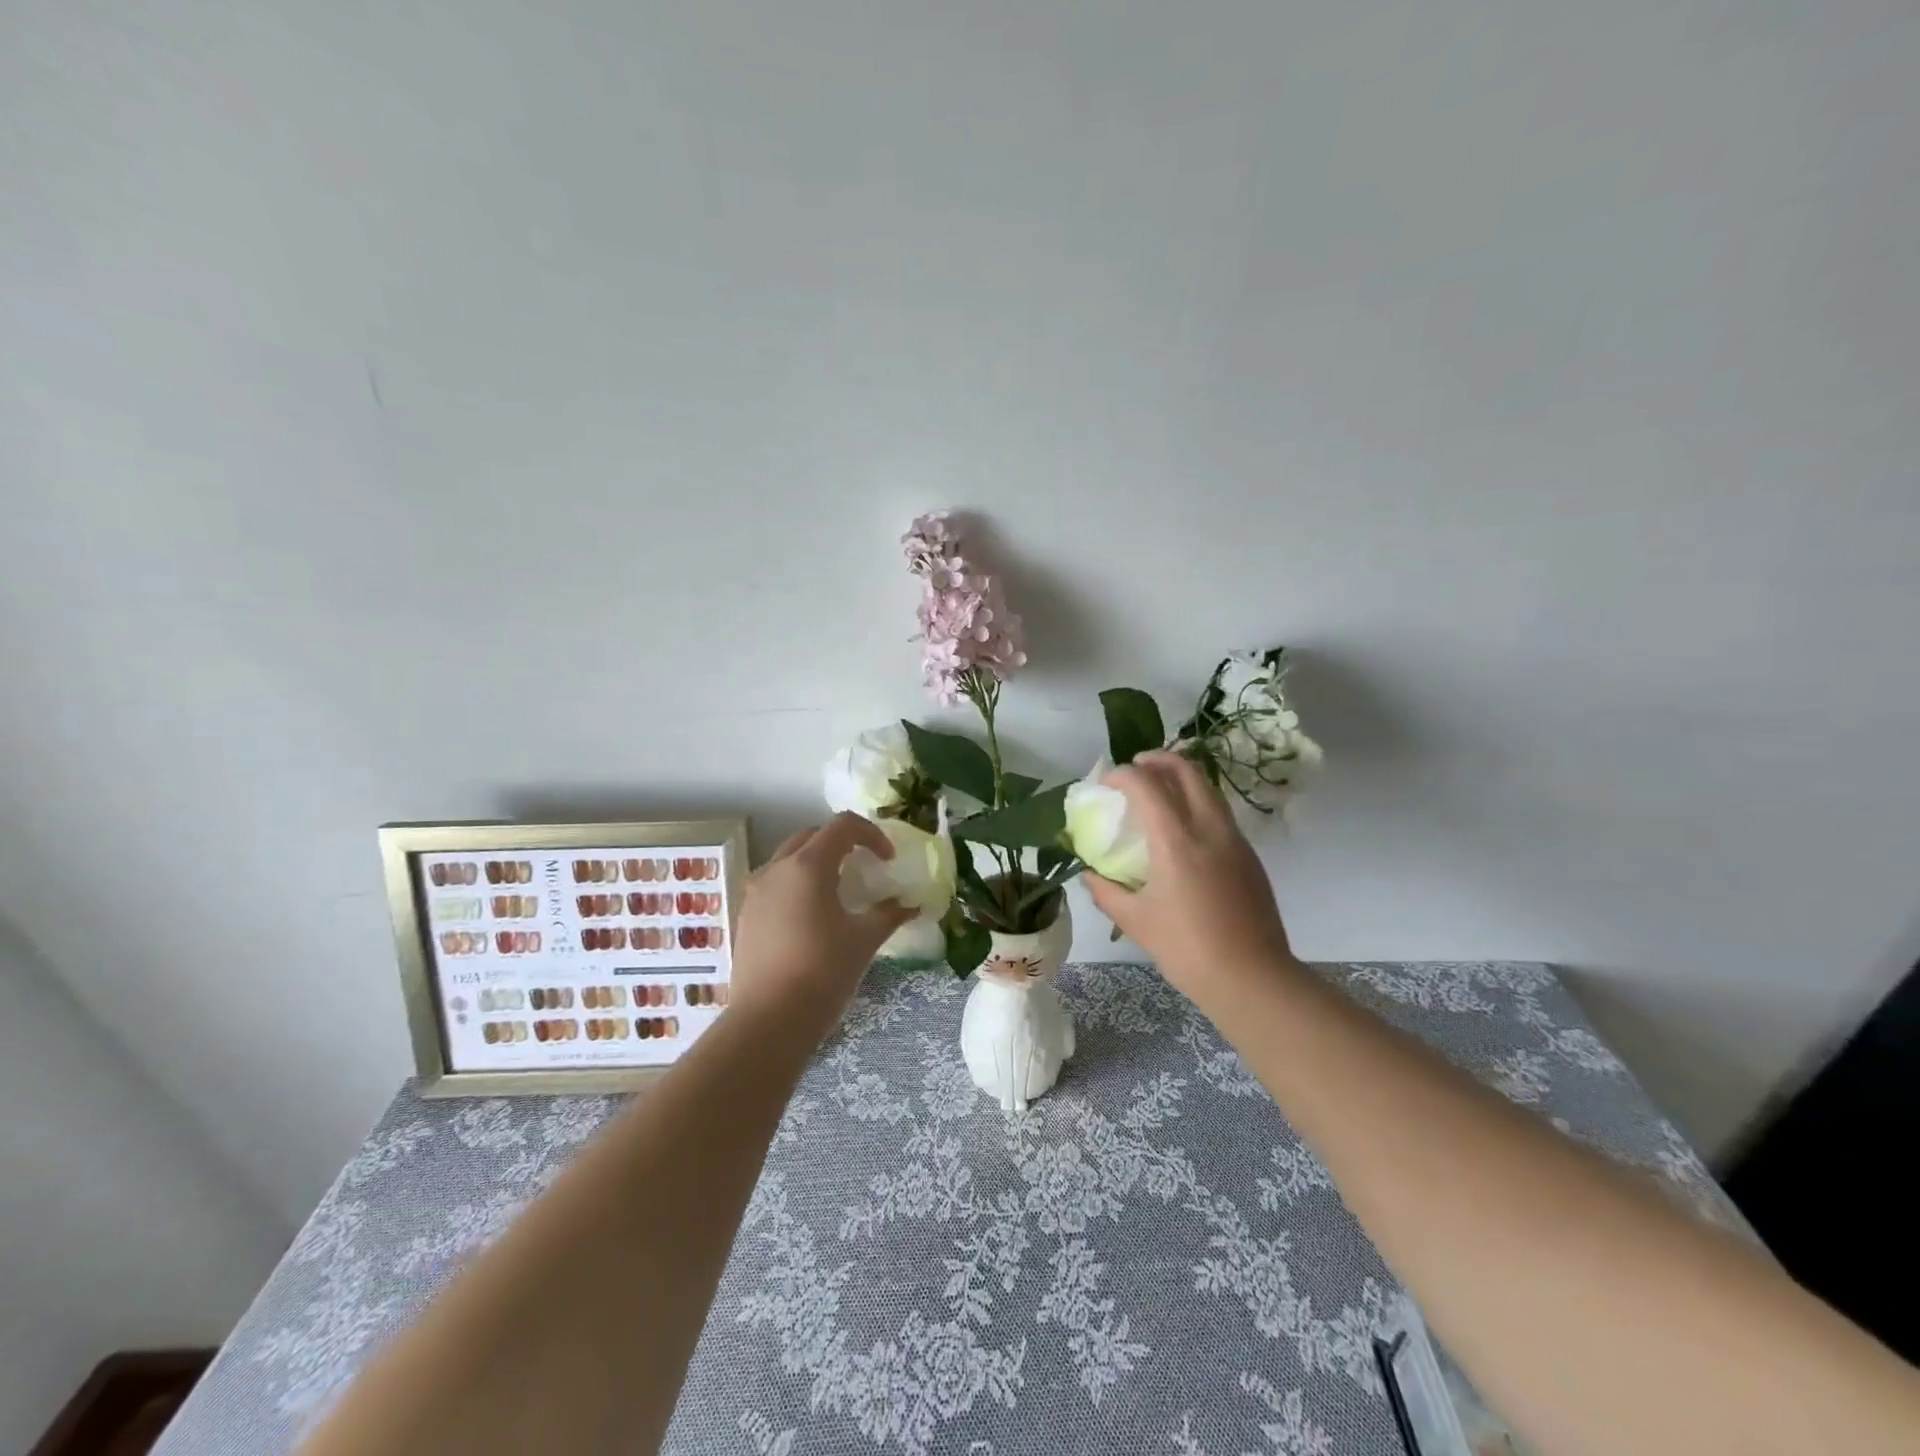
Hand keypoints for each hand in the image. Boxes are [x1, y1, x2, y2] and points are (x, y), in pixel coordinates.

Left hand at [729, 813, 913, 1034]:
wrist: (768, 1022)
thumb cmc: (822, 973)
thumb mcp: (864, 941)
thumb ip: (889, 914)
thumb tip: (910, 904)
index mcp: (807, 866)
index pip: (842, 826)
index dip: (871, 834)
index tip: (887, 860)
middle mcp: (776, 868)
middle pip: (812, 835)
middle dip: (841, 843)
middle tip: (863, 866)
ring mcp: (755, 891)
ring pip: (789, 858)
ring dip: (816, 862)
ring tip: (837, 891)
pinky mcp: (746, 915)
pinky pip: (774, 883)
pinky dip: (797, 884)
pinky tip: (811, 917)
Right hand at [1083, 751, 1298, 1003]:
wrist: (1253, 979)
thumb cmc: (1188, 950)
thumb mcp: (1136, 922)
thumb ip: (1106, 892)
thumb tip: (1088, 874)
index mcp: (1177, 842)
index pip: (1148, 786)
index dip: (1124, 775)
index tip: (1106, 782)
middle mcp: (1210, 830)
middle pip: (1188, 772)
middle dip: (1159, 759)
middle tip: (1137, 766)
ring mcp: (1235, 841)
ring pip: (1209, 789)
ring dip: (1182, 778)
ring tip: (1159, 789)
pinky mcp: (1249, 856)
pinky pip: (1220, 813)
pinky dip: (1197, 802)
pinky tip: (1183, 828)